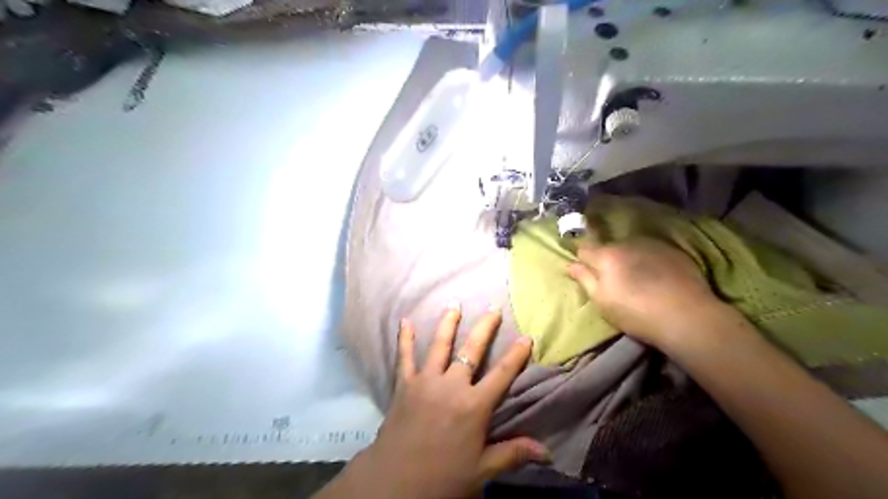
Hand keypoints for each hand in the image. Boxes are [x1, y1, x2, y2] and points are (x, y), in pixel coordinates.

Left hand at [323, 304, 549, 497]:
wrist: (395, 483)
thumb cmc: (443, 477)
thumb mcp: (482, 470)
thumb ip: (513, 453)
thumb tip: (548, 452)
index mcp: (474, 405)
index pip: (502, 374)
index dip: (516, 355)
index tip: (526, 336)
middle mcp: (452, 386)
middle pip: (472, 351)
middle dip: (484, 328)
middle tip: (493, 308)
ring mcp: (426, 381)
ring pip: (439, 346)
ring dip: (448, 323)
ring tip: (454, 304)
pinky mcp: (405, 385)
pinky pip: (404, 357)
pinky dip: (404, 338)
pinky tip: (404, 321)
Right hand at [568, 238, 727, 349]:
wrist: (687, 316)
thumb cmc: (636, 313)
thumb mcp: (602, 300)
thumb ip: (584, 279)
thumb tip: (570, 265)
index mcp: (606, 256)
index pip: (585, 248)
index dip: (582, 259)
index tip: (585, 270)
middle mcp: (627, 243)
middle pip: (609, 248)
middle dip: (607, 259)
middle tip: (613, 280)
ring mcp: (652, 245)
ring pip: (631, 248)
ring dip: (629, 258)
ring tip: (637, 278)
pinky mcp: (673, 251)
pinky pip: (652, 252)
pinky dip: (648, 260)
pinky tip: (657, 277)